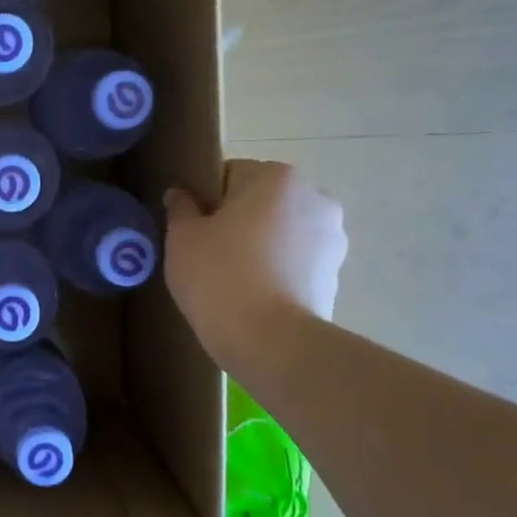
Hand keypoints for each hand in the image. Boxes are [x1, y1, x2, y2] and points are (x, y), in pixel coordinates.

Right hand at [164, 160, 347, 369]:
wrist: (270, 342)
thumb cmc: (220, 277)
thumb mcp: (182, 239)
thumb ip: (181, 208)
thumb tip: (180, 194)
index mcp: (276, 177)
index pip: (229, 174)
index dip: (205, 201)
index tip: (192, 231)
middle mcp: (314, 196)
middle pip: (261, 201)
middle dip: (237, 221)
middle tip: (208, 255)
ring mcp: (332, 237)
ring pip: (281, 231)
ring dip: (261, 245)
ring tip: (233, 280)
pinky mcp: (336, 273)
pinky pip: (296, 261)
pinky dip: (278, 270)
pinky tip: (255, 296)